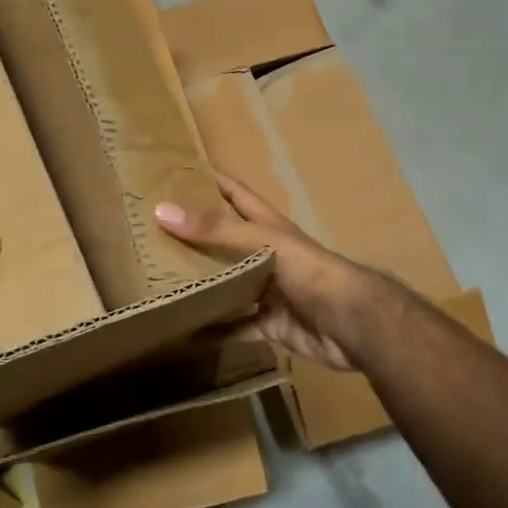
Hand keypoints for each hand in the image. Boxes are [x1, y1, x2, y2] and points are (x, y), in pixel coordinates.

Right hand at [155, 173, 374, 370]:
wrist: (353, 323)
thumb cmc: (310, 270)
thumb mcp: (261, 242)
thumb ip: (215, 228)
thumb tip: (162, 210)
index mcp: (269, 227)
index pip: (237, 195)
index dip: (214, 181)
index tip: (180, 173)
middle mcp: (267, 255)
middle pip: (227, 241)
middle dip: (197, 236)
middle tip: (155, 234)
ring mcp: (269, 291)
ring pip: (229, 284)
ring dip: (203, 284)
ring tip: (163, 281)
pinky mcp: (271, 324)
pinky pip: (238, 327)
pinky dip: (216, 331)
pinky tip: (188, 333)